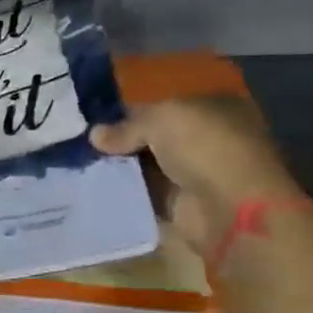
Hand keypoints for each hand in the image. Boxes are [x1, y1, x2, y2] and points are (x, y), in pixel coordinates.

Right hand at [91, 96, 300, 256]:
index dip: (131, 110)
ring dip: (121, 166)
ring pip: (149, 165)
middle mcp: (207, 138)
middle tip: (83, 141)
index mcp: (213, 106)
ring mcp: (196, 173)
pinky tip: (97, 186)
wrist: (229, 209)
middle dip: (123, 139)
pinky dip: (127, 191)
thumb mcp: (161, 119)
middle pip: (155, 136)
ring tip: (82, 163)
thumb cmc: (204, 147)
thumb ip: (127, 126)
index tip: (97, 118)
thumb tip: (95, 134)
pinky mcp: (183, 204)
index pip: (164, 104)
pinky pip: (147, 193)